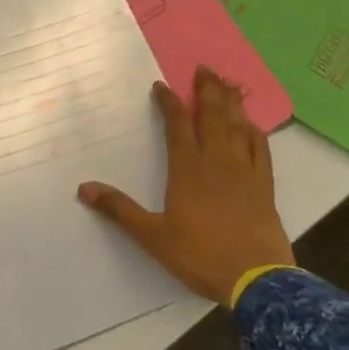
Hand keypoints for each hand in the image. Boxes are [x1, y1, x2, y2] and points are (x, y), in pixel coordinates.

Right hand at [78, 67, 290, 303]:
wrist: (256, 280)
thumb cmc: (200, 254)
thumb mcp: (153, 236)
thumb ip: (119, 210)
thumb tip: (84, 188)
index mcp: (188, 168)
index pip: (178, 124)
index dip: (169, 102)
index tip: (162, 86)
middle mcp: (217, 160)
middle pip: (213, 115)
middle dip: (208, 90)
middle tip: (205, 69)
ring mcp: (245, 170)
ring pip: (238, 126)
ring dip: (232, 102)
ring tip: (228, 84)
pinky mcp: (264, 185)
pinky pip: (260, 149)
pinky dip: (255, 132)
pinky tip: (252, 125)